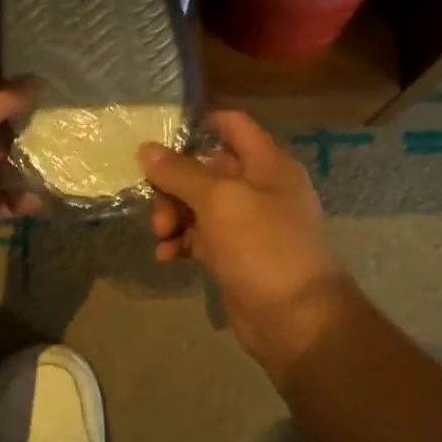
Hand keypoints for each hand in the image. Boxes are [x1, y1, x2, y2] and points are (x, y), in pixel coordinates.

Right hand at [138, 110, 357, 366]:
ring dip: (173, 217)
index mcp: (267, 165)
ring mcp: (248, 225)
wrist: (294, 317)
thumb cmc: (262, 246)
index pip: (233, 126)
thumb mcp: (219, 200)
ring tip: (161, 238)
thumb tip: (146, 150)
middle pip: (206, 170)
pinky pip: (201, 239)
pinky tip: (166, 257)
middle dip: (174, 186)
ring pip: (199, 207)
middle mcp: (259, 189)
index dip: (199, 123)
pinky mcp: (235, 257)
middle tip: (157, 211)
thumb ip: (181, 173)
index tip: (159, 135)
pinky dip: (181, 243)